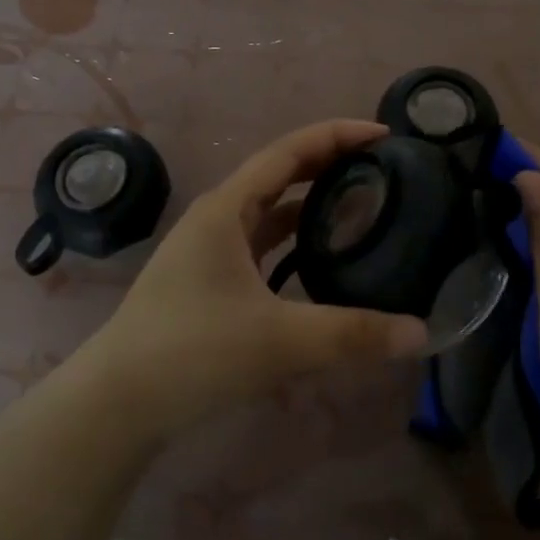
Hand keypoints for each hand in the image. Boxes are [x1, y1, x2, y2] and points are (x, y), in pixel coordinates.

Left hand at [79, 120, 428, 442]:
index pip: (290, 151)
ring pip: (269, 212)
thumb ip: (354, 335)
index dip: (338, 135)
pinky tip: (320, 262)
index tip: (385, 137)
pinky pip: (261, 246)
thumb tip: (423, 334)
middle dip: (330, 165)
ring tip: (360, 209)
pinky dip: (294, 242)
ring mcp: (209, 251)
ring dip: (311, 204)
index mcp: (228, 208)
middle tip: (382, 170)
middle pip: (281, 174)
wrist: (116, 404)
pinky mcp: (208, 282)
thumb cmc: (193, 353)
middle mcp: (217, 218)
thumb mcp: (280, 341)